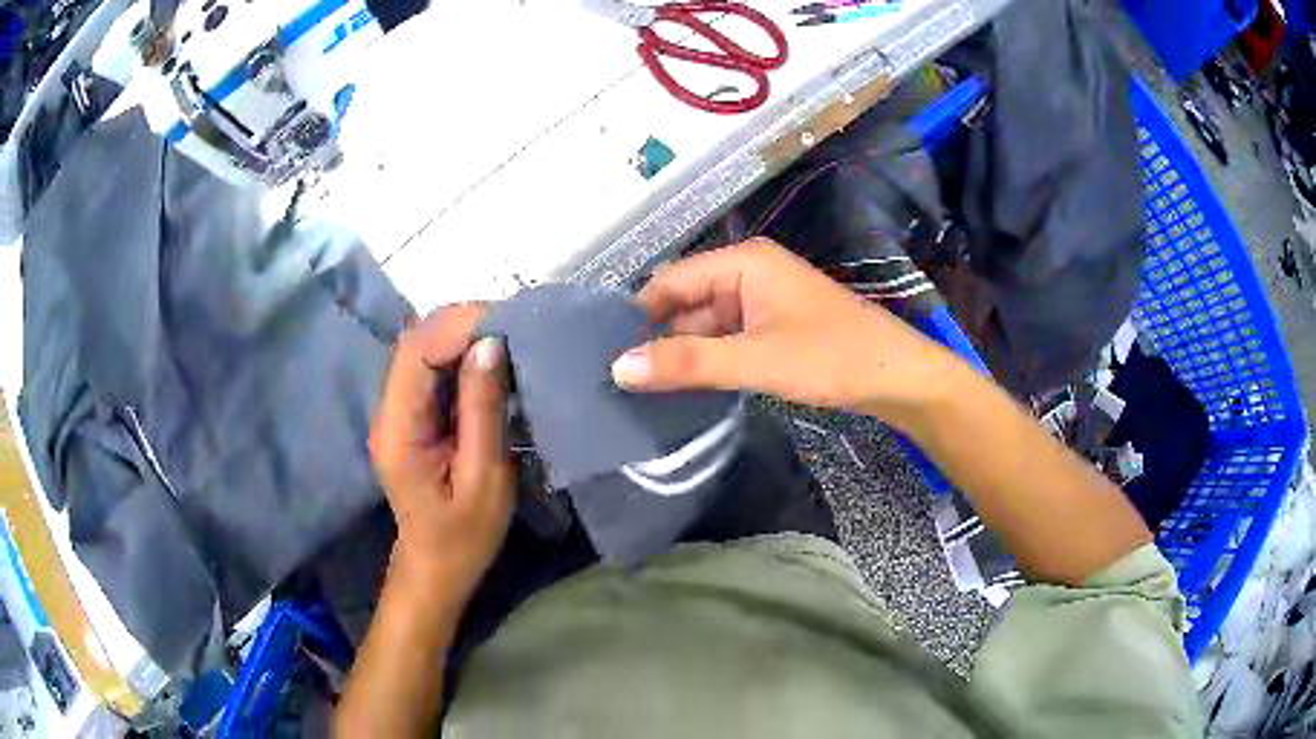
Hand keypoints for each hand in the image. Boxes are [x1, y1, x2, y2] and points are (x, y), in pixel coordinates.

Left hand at [369, 305, 514, 603]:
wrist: (437, 566)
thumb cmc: (464, 534)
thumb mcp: (484, 478)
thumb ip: (483, 410)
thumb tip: (491, 344)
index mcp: (399, 428)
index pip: (416, 352)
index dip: (458, 326)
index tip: (509, 323)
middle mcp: (389, 410)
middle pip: (415, 342)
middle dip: (463, 324)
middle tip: (517, 327)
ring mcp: (398, 410)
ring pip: (424, 349)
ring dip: (465, 336)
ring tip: (512, 338)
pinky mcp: (412, 414)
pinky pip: (433, 368)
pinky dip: (463, 355)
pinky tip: (494, 361)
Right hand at [611, 239, 967, 430]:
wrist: (897, 376)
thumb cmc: (831, 357)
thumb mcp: (756, 360)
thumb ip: (688, 363)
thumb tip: (618, 368)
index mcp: (742, 262)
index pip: (670, 281)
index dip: (637, 315)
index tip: (605, 354)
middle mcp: (748, 273)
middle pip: (686, 301)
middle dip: (657, 337)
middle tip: (617, 379)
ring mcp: (762, 301)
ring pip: (705, 323)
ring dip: (682, 352)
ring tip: (640, 389)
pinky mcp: (773, 327)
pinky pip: (727, 338)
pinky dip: (707, 359)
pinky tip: (684, 388)